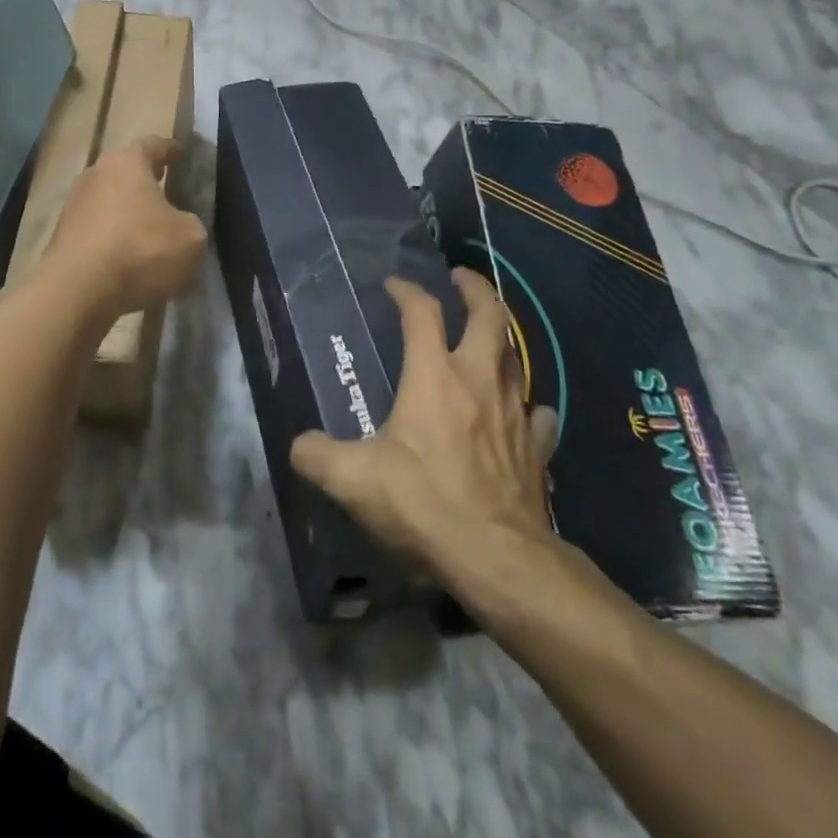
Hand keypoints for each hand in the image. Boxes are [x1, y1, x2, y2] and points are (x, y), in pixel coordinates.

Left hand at [45, 136, 206, 317]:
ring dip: (129, 216)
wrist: (77, 291)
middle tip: (171, 196)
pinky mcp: (62, 238)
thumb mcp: (191, 238)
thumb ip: (191, 223)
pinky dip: (114, 243)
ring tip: (153, 237)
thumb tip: (180, 226)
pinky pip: (98, 233)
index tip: (183, 157)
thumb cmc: (140, 250)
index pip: (154, 144)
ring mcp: (74, 206)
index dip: (172, 151)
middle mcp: (95, 174)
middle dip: (148, 185)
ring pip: (110, 204)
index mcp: (127, 161)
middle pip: (127, 174)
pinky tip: (130, 264)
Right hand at [290, 270, 559, 583]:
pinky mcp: (537, 448)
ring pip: (517, 358)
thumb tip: (299, 446)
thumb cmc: (423, 504)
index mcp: (434, 376)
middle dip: (475, 289)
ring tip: (487, 337)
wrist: (498, 558)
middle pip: (489, 316)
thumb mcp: (353, 480)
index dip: (406, 291)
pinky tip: (521, 411)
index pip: (422, 312)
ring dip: (501, 339)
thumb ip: (316, 455)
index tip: (392, 285)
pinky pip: (538, 414)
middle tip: (460, 278)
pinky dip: (527, 404)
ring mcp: (515, 412)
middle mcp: (479, 380)